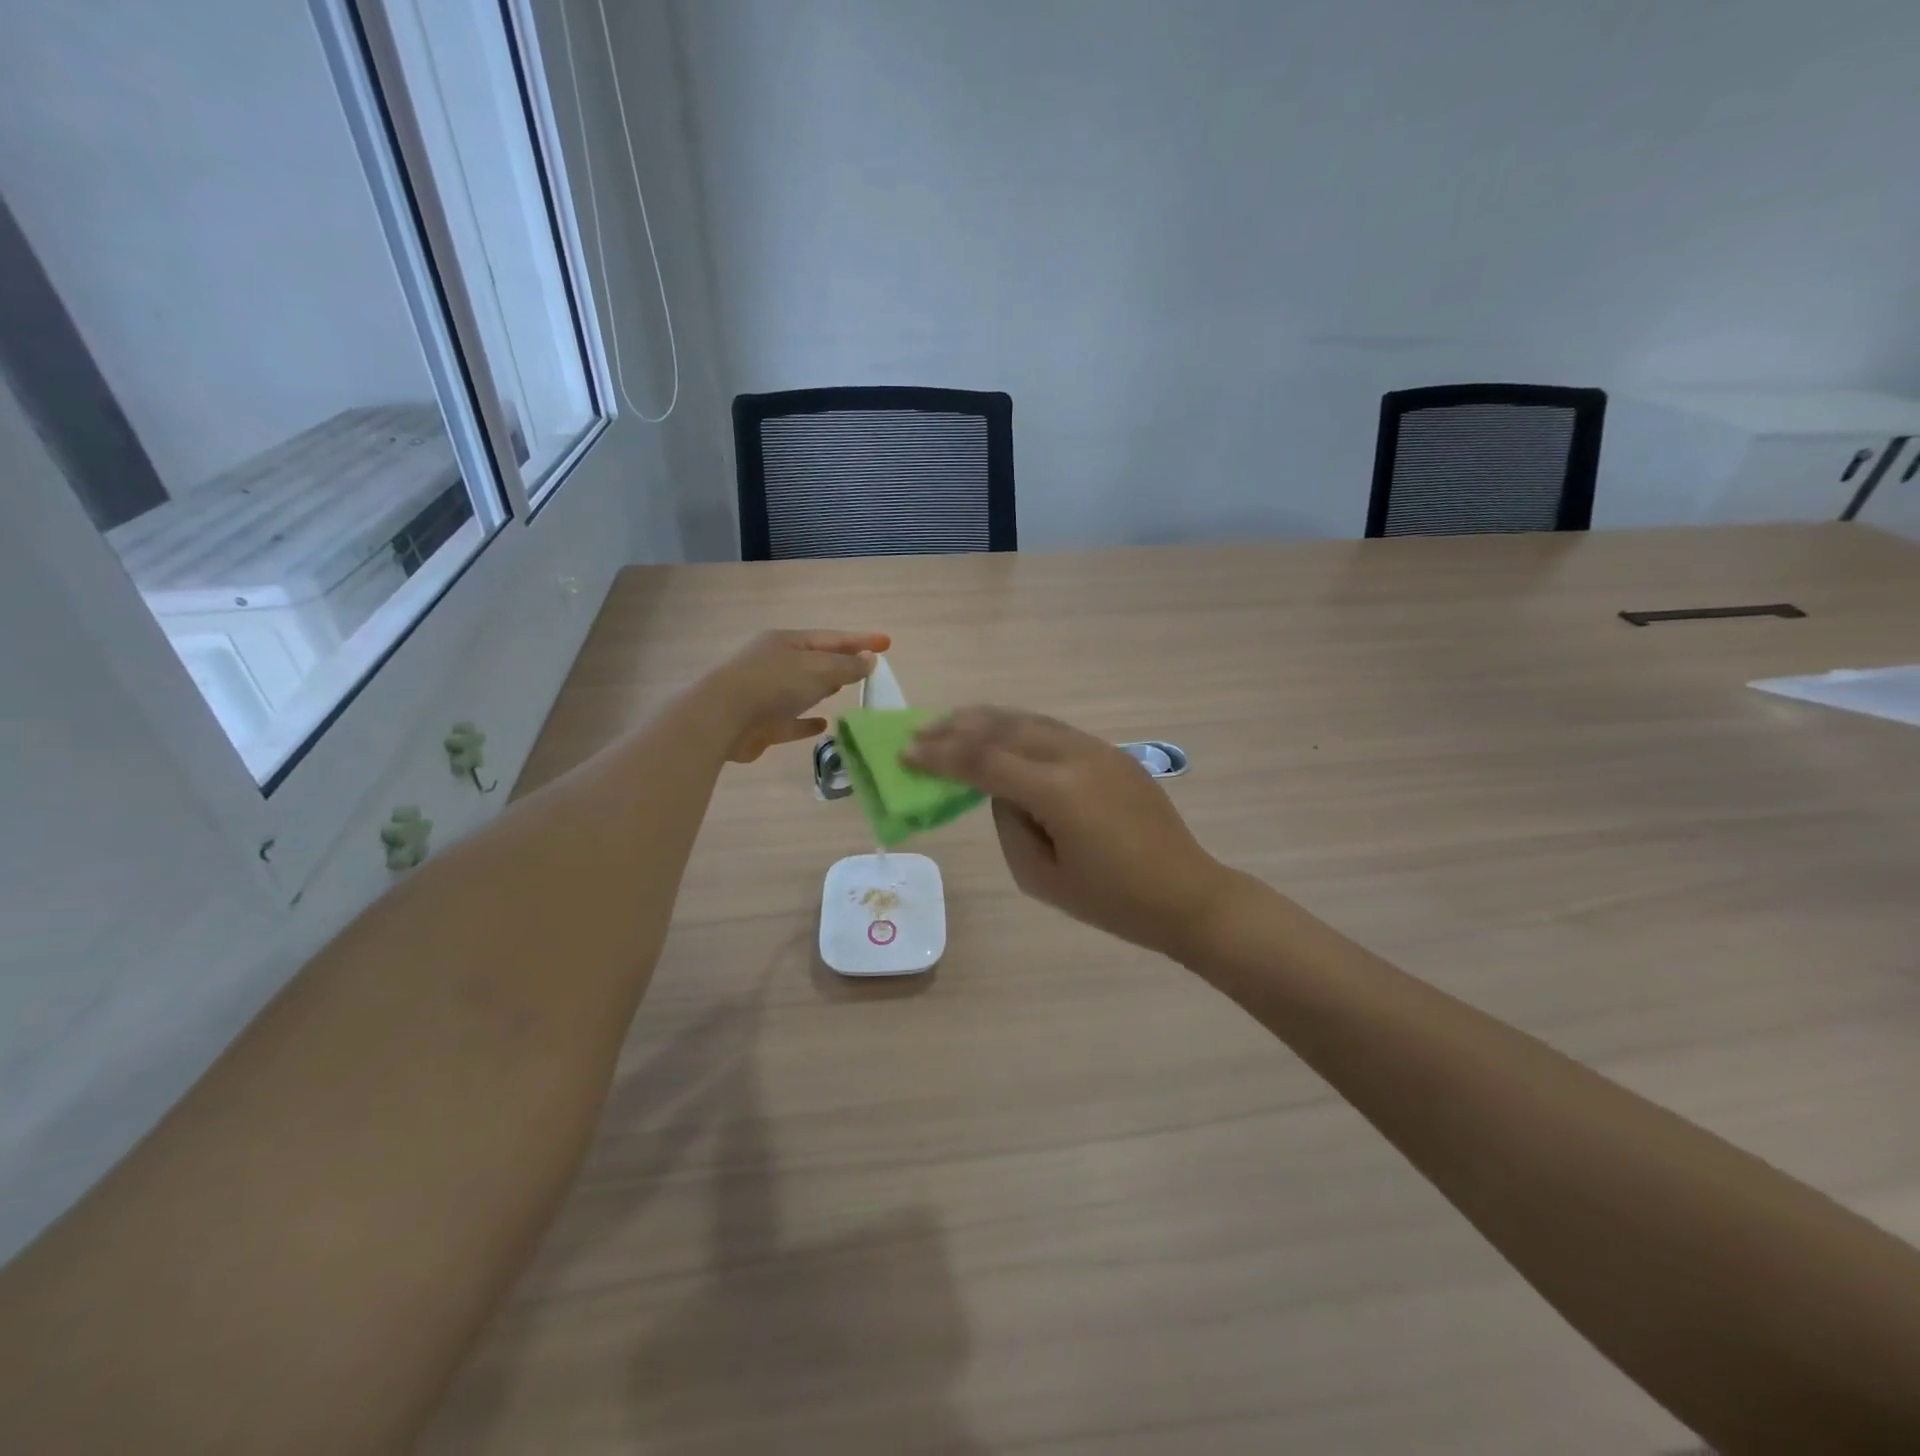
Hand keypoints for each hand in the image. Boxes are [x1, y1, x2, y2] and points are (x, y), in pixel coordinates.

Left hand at [704, 629, 888, 762]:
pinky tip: (823, 725)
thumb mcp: (818, 669)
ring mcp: (765, 693)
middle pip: (815, 660)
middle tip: (866, 666)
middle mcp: (775, 663)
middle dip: (840, 662)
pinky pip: (791, 720)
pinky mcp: (761, 724)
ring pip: (801, 689)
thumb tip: (870, 660)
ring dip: (823, 689)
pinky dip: (807, 722)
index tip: (887, 643)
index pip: (832, 638)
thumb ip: (847, 666)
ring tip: (845, 691)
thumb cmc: (773, 684)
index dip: (861, 640)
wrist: (721, 718)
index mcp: (786, 641)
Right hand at [906, 707, 1232, 957]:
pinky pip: (1054, 730)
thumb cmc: (1113, 901)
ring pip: (1030, 720)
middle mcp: (1076, 756)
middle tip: (921, 731)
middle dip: (957, 728)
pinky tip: (1002, 734)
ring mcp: (1098, 749)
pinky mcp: (1112, 753)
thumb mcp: (1042, 877)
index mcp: (1058, 791)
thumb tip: (1001, 791)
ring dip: (987, 720)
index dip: (941, 756)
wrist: (1187, 894)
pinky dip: (1019, 727)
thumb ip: (1009, 824)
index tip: (906, 753)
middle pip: (1005, 729)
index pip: (984, 761)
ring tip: (952, 722)